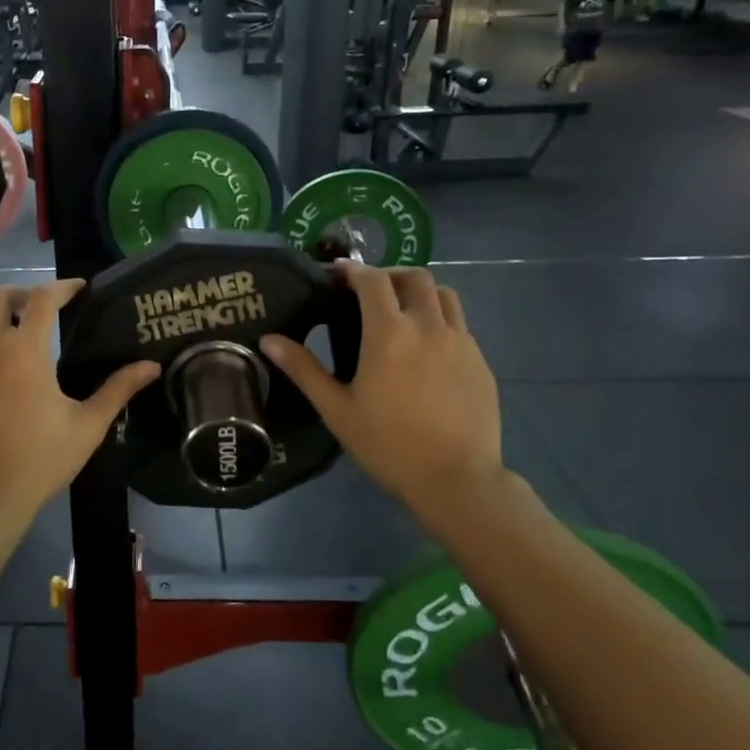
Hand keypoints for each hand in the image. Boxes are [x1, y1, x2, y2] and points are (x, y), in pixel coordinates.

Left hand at [0, 281, 159, 531]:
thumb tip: (152, 366)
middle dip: (20, 294)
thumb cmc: (42, 460)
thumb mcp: (88, 426)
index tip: (77, 289)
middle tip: (35, 310)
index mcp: (26, 351)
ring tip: (0, 328)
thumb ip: (118, 390)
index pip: (43, 298)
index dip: (62, 287)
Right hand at [260, 264, 503, 528]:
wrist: (456, 480)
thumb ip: (304, 369)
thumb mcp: (336, 409)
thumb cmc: (388, 445)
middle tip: (369, 291)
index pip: (373, 280)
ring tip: (402, 311)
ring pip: (444, 295)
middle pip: (414, 277)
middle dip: (389, 275)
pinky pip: (460, 324)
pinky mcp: (480, 361)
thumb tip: (269, 340)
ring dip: (419, 292)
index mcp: (389, 333)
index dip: (354, 269)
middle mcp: (428, 326)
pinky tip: (426, 349)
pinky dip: (439, 319)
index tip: (338, 272)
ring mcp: (462, 342)